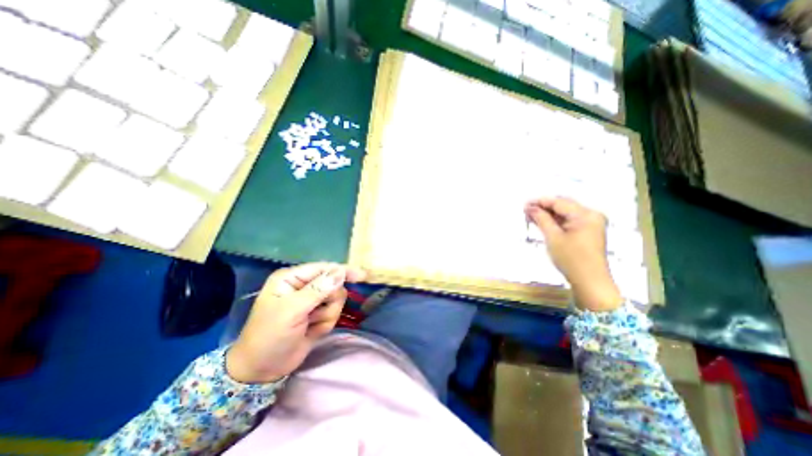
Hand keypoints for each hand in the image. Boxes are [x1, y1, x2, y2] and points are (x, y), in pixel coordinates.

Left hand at [224, 262, 364, 381]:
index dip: (343, 271)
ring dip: (326, 315)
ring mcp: (312, 300)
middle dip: (329, 302)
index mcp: (292, 278)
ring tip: (309, 325)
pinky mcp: (318, 314)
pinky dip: (325, 324)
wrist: (263, 371)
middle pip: (334, 284)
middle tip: (314, 316)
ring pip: (337, 300)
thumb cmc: (270, 336)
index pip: (324, 268)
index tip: (362, 276)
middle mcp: (304, 285)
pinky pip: (334, 313)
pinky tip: (310, 332)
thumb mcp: (292, 311)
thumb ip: (318, 290)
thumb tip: (341, 272)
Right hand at [528, 197, 622, 311]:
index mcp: (585, 214)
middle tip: (526, 210)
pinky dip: (556, 221)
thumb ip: (542, 219)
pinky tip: (543, 222)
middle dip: (544, 207)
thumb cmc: (571, 259)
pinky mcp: (588, 231)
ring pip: (565, 213)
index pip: (559, 202)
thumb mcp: (553, 237)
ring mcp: (591, 223)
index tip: (524, 203)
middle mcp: (591, 215)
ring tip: (531, 216)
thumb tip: (530, 207)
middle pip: (563, 206)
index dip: (540, 201)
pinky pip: (569, 221)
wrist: (590, 281)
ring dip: (549, 214)